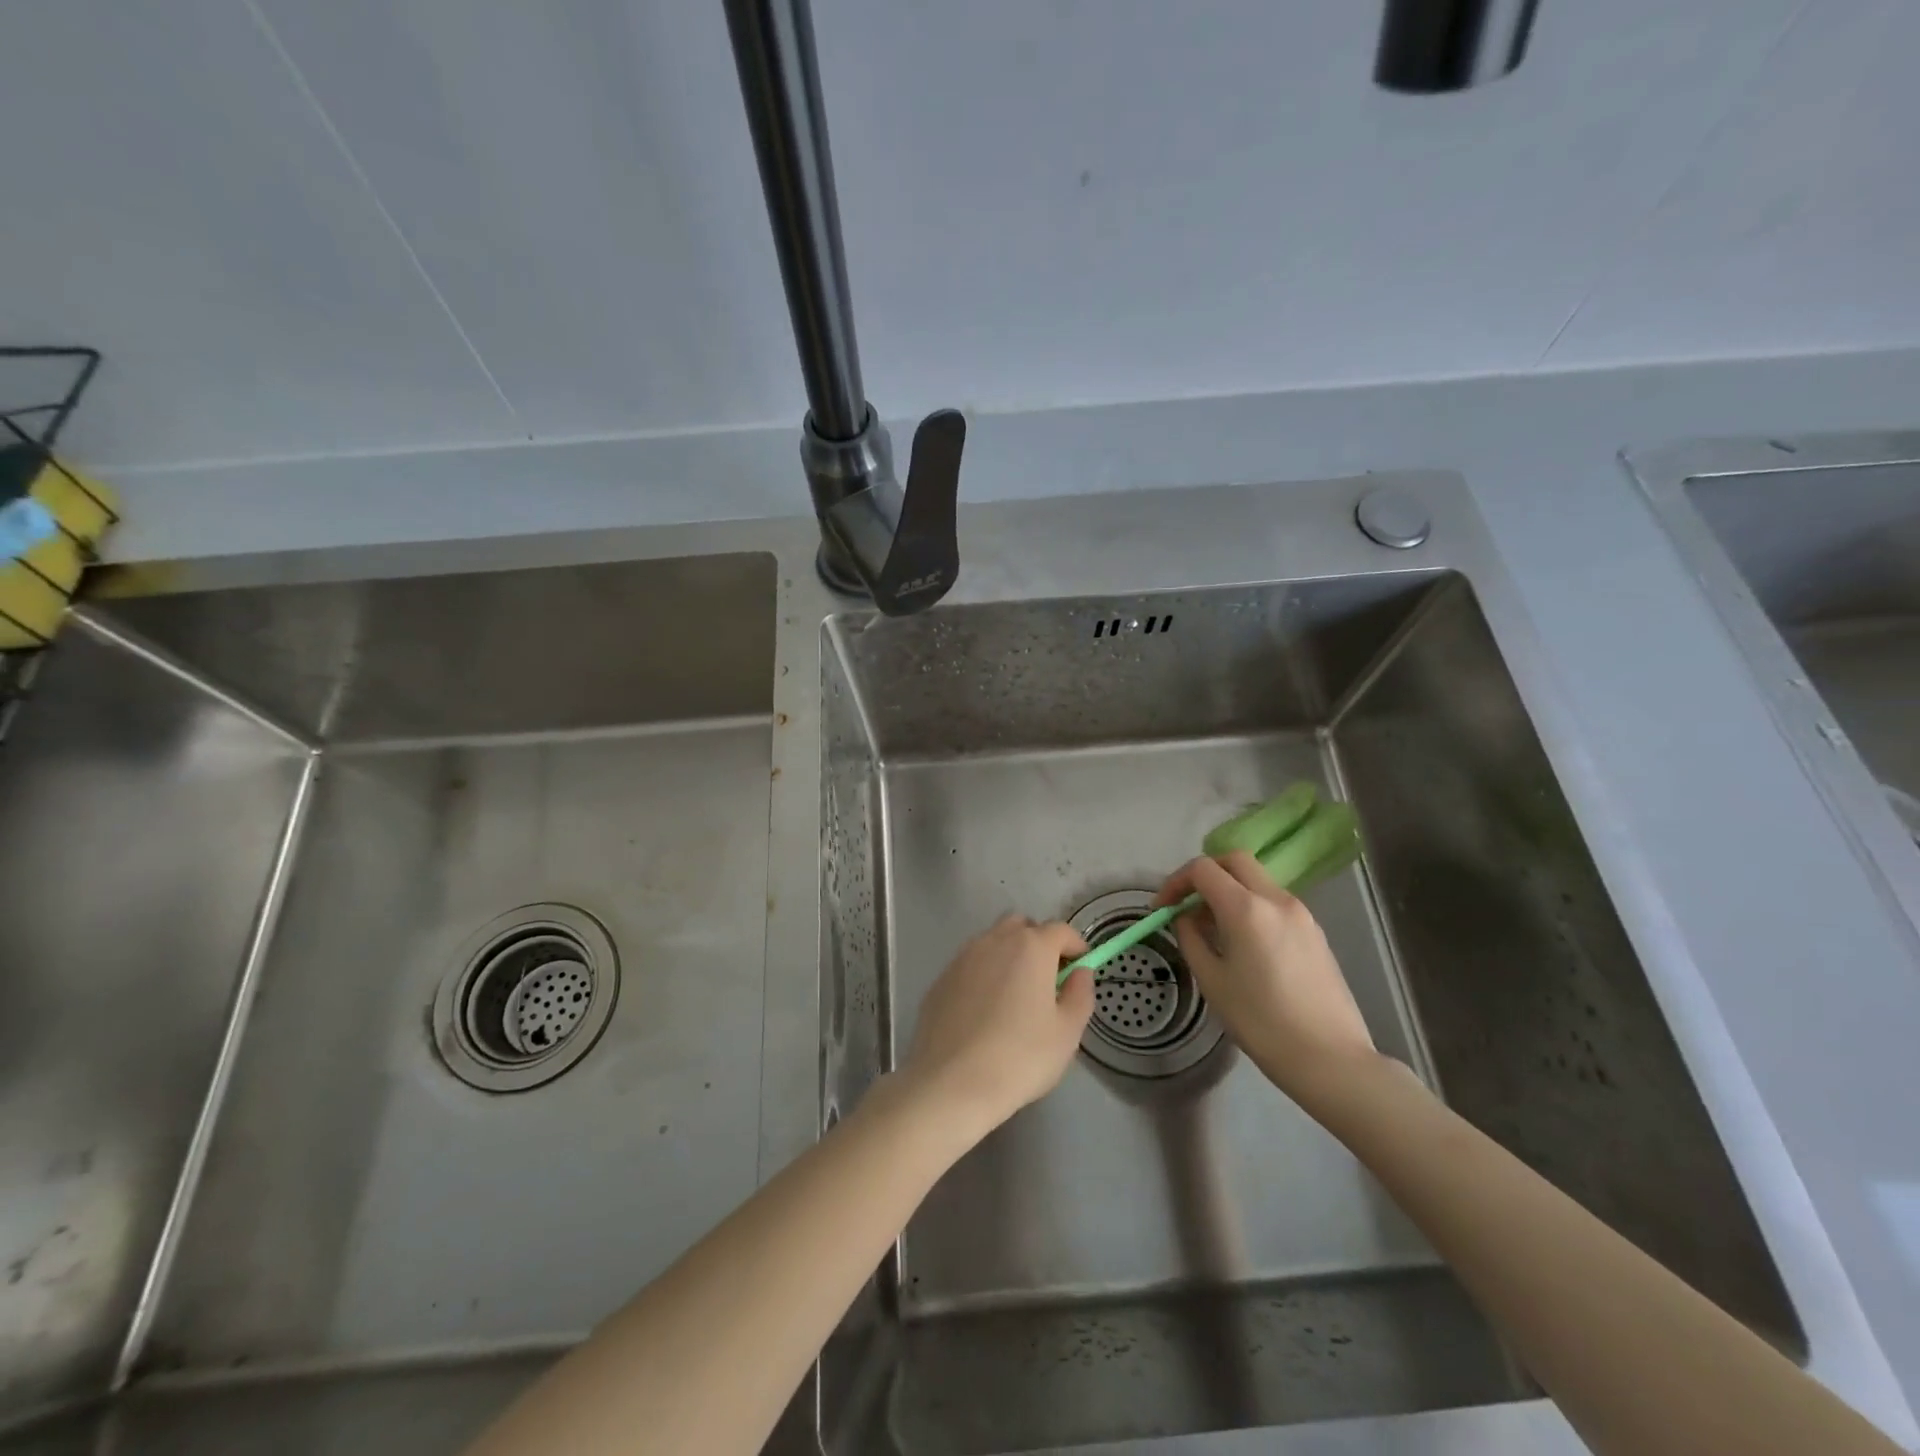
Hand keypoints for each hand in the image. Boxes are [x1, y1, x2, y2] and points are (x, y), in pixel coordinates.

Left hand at [900, 915, 1093, 1137]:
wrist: (951, 1082)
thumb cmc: (1020, 1057)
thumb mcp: (1067, 1032)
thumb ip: (1080, 994)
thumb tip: (1080, 971)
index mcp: (1030, 947)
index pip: (1060, 930)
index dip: (1075, 945)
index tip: (1081, 965)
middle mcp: (994, 941)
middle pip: (1022, 926)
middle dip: (1038, 942)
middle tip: (1047, 977)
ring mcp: (963, 957)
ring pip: (992, 942)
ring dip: (1008, 956)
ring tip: (1015, 994)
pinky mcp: (941, 979)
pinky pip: (970, 965)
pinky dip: (983, 975)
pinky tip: (984, 1010)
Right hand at [1156, 852, 1376, 1102]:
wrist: (1330, 1058)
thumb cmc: (1261, 1022)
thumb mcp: (1212, 980)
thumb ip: (1191, 938)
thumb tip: (1185, 918)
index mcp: (1246, 908)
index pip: (1203, 869)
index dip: (1176, 882)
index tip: (1162, 908)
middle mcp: (1276, 899)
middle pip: (1234, 860)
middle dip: (1205, 874)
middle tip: (1187, 903)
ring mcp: (1301, 913)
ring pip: (1257, 879)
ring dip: (1229, 889)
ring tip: (1213, 927)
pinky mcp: (1314, 931)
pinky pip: (1274, 901)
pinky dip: (1251, 905)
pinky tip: (1243, 941)